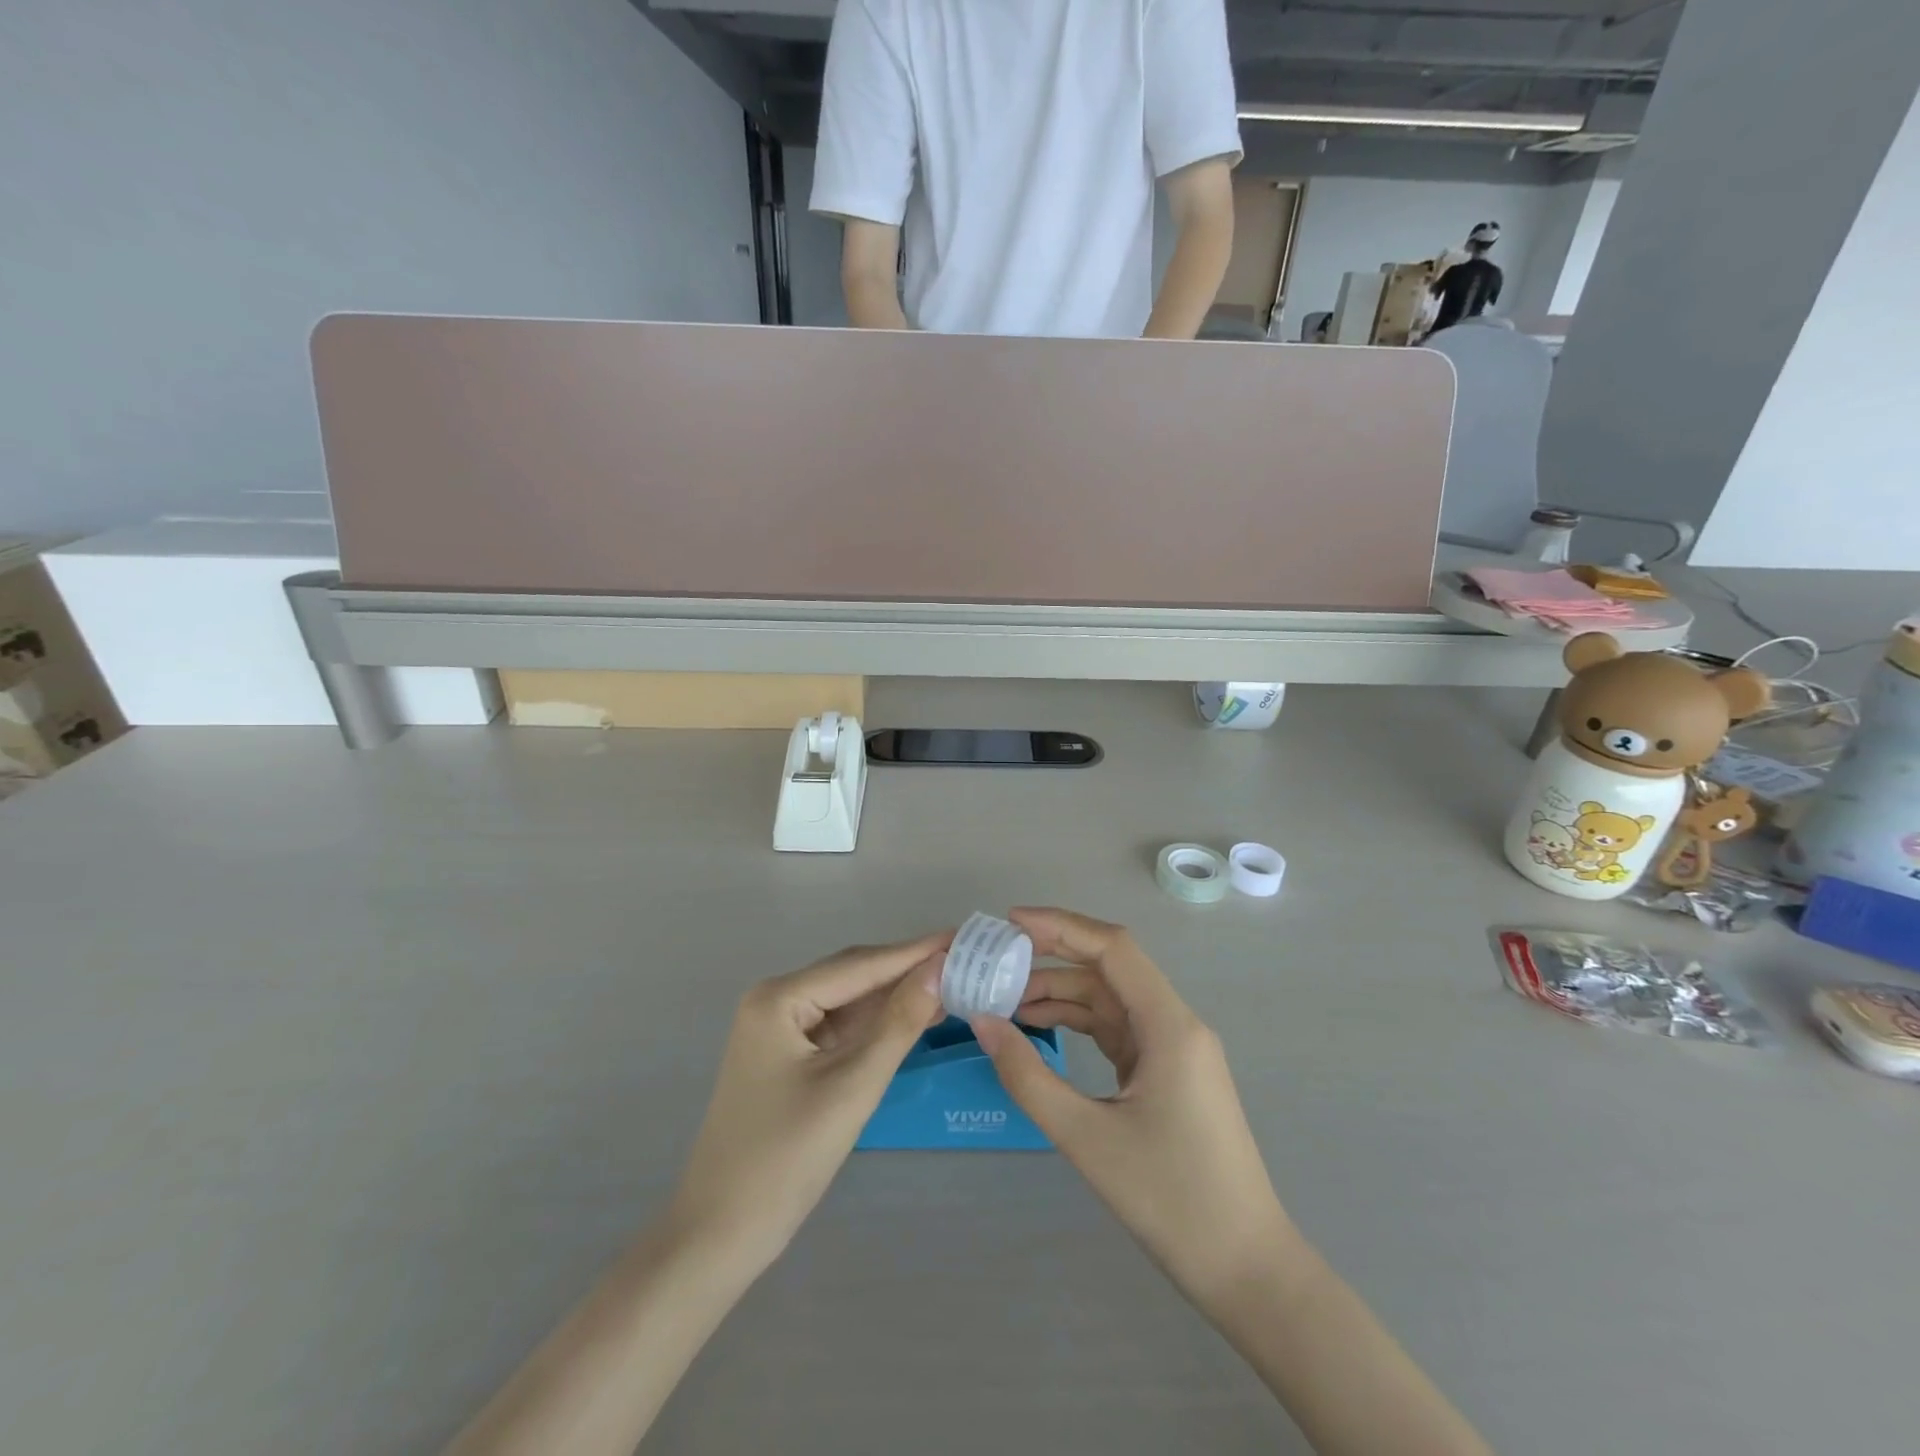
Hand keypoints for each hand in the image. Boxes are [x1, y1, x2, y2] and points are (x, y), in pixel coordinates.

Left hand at [667, 933, 947, 1268]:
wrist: (720, 1235)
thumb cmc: (785, 1159)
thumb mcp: (852, 1086)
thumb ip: (898, 1024)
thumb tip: (939, 968)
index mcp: (779, 998)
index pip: (860, 964)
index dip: (915, 951)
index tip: (962, 936)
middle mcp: (775, 1001)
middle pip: (854, 975)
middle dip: (907, 969)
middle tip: (965, 960)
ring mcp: (779, 1029)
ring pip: (850, 1001)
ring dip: (896, 996)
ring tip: (952, 984)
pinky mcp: (788, 1057)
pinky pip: (841, 1027)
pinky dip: (877, 1024)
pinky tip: (914, 1018)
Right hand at [971, 908, 1292, 1304]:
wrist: (1245, 1269)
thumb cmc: (1170, 1200)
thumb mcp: (1086, 1138)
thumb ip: (1028, 1076)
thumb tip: (983, 1022)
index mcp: (1168, 1025)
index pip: (1112, 947)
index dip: (1060, 925)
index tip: (1010, 922)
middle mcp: (1176, 1024)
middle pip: (1109, 969)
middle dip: (1051, 960)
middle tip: (996, 963)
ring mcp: (1174, 1049)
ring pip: (1110, 1001)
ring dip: (1061, 996)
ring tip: (1005, 1002)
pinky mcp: (1167, 1073)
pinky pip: (1117, 1030)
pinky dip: (1078, 1025)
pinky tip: (1040, 1031)